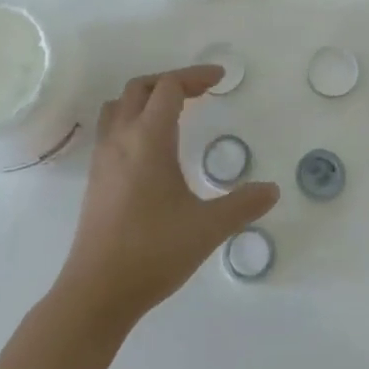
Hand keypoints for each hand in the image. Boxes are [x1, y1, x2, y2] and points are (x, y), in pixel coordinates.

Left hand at [59, 65, 279, 326]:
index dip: (195, 76)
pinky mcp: (96, 179)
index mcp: (148, 140)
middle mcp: (121, 139)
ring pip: (120, 106)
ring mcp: (103, 159)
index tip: (220, 78)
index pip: (169, 87)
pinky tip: (152, 148)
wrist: (96, 293)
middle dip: (172, 81)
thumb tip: (272, 190)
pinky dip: (134, 120)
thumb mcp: (207, 228)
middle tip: (201, 92)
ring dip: (147, 98)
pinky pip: (112, 129)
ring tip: (174, 111)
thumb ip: (242, 205)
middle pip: (141, 88)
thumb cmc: (153, 252)